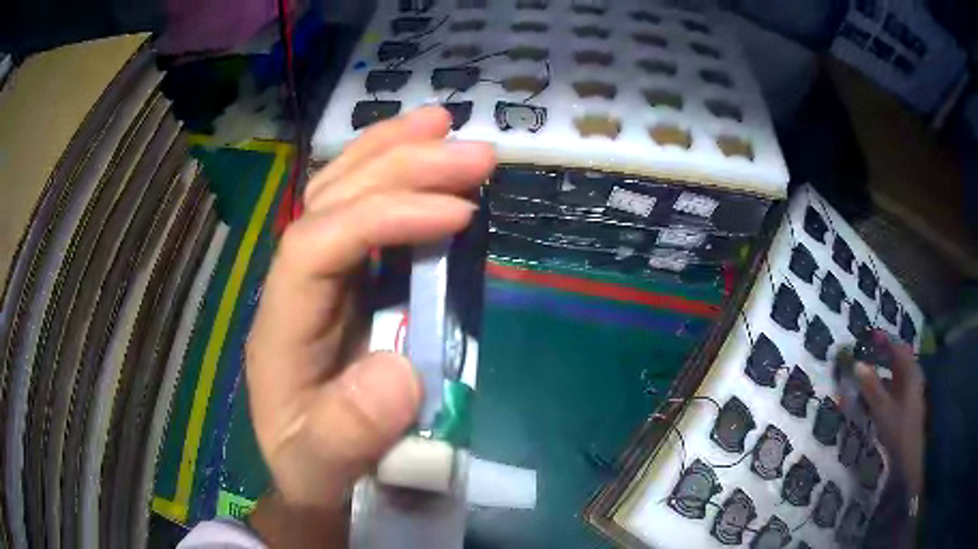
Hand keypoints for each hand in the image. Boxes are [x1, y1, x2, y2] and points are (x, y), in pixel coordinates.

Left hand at [244, 107, 495, 545]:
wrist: (310, 475)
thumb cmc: (313, 469)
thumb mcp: (321, 469)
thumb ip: (347, 434)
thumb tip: (401, 371)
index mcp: (280, 326)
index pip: (318, 245)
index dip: (383, 218)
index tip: (457, 214)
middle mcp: (295, 287)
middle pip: (331, 202)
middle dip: (399, 166)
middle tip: (471, 148)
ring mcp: (320, 279)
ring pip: (341, 194)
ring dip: (392, 153)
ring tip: (443, 124)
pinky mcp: (348, 285)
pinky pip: (365, 218)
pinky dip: (396, 181)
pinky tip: (426, 163)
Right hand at [855, 330, 925, 495]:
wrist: (908, 457)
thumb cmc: (897, 429)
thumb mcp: (882, 409)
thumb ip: (870, 386)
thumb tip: (857, 364)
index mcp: (910, 372)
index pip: (897, 348)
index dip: (884, 340)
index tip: (870, 335)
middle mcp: (913, 376)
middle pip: (899, 359)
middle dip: (885, 353)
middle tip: (869, 350)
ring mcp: (912, 391)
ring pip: (898, 373)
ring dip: (885, 369)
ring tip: (870, 370)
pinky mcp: (908, 404)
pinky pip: (897, 386)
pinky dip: (887, 383)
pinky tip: (877, 393)